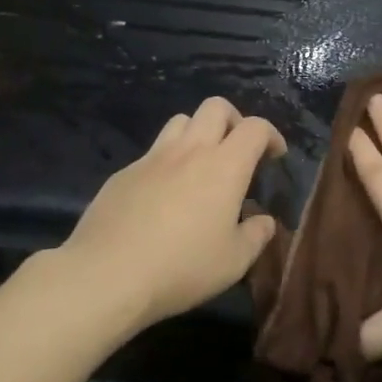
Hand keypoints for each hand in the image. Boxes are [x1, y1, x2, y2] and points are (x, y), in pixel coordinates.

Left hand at [57, 96, 285, 327]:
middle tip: (237, 150)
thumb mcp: (233, 262)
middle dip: (234, 119)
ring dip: (198, 132)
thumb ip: (256, 236)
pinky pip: (153, 153)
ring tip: (201, 165)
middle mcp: (190, 150)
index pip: (255, 127)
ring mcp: (153, 158)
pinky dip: (167, 161)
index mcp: (224, 166)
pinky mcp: (124, 173)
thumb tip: (264, 221)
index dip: (271, 135)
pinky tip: (163, 195)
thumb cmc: (181, 267)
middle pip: (215, 107)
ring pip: (181, 121)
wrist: (107, 274)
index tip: (275, 155)